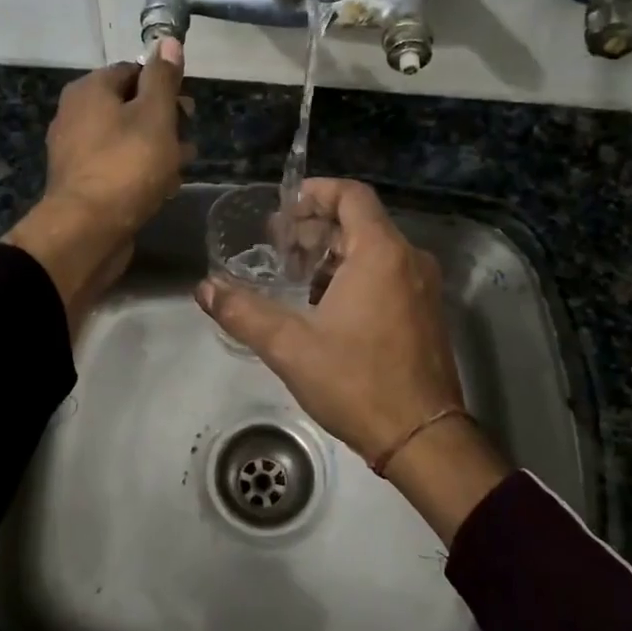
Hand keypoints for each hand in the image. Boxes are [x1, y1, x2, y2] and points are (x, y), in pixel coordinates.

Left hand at [5, 40, 192, 332]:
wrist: (87, 231)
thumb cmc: (126, 165)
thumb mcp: (155, 115)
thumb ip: (163, 78)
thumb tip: (168, 41)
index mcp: (89, 90)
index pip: (131, 71)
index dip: (163, 85)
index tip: (187, 108)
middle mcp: (75, 115)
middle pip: (129, 106)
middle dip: (164, 120)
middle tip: (189, 139)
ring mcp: (76, 151)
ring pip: (125, 139)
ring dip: (157, 148)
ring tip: (183, 166)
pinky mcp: (82, 183)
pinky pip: (117, 166)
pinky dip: (140, 171)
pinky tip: (163, 188)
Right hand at [196, 179, 510, 540]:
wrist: (422, 438)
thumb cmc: (357, 383)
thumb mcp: (290, 347)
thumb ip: (243, 312)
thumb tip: (204, 289)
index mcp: (381, 253)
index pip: (351, 194)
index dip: (315, 192)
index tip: (284, 209)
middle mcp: (409, 259)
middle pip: (360, 222)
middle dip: (316, 229)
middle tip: (279, 247)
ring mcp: (424, 287)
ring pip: (374, 250)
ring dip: (334, 255)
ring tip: (296, 278)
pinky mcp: (427, 312)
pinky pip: (389, 274)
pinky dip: (356, 276)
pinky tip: (327, 306)